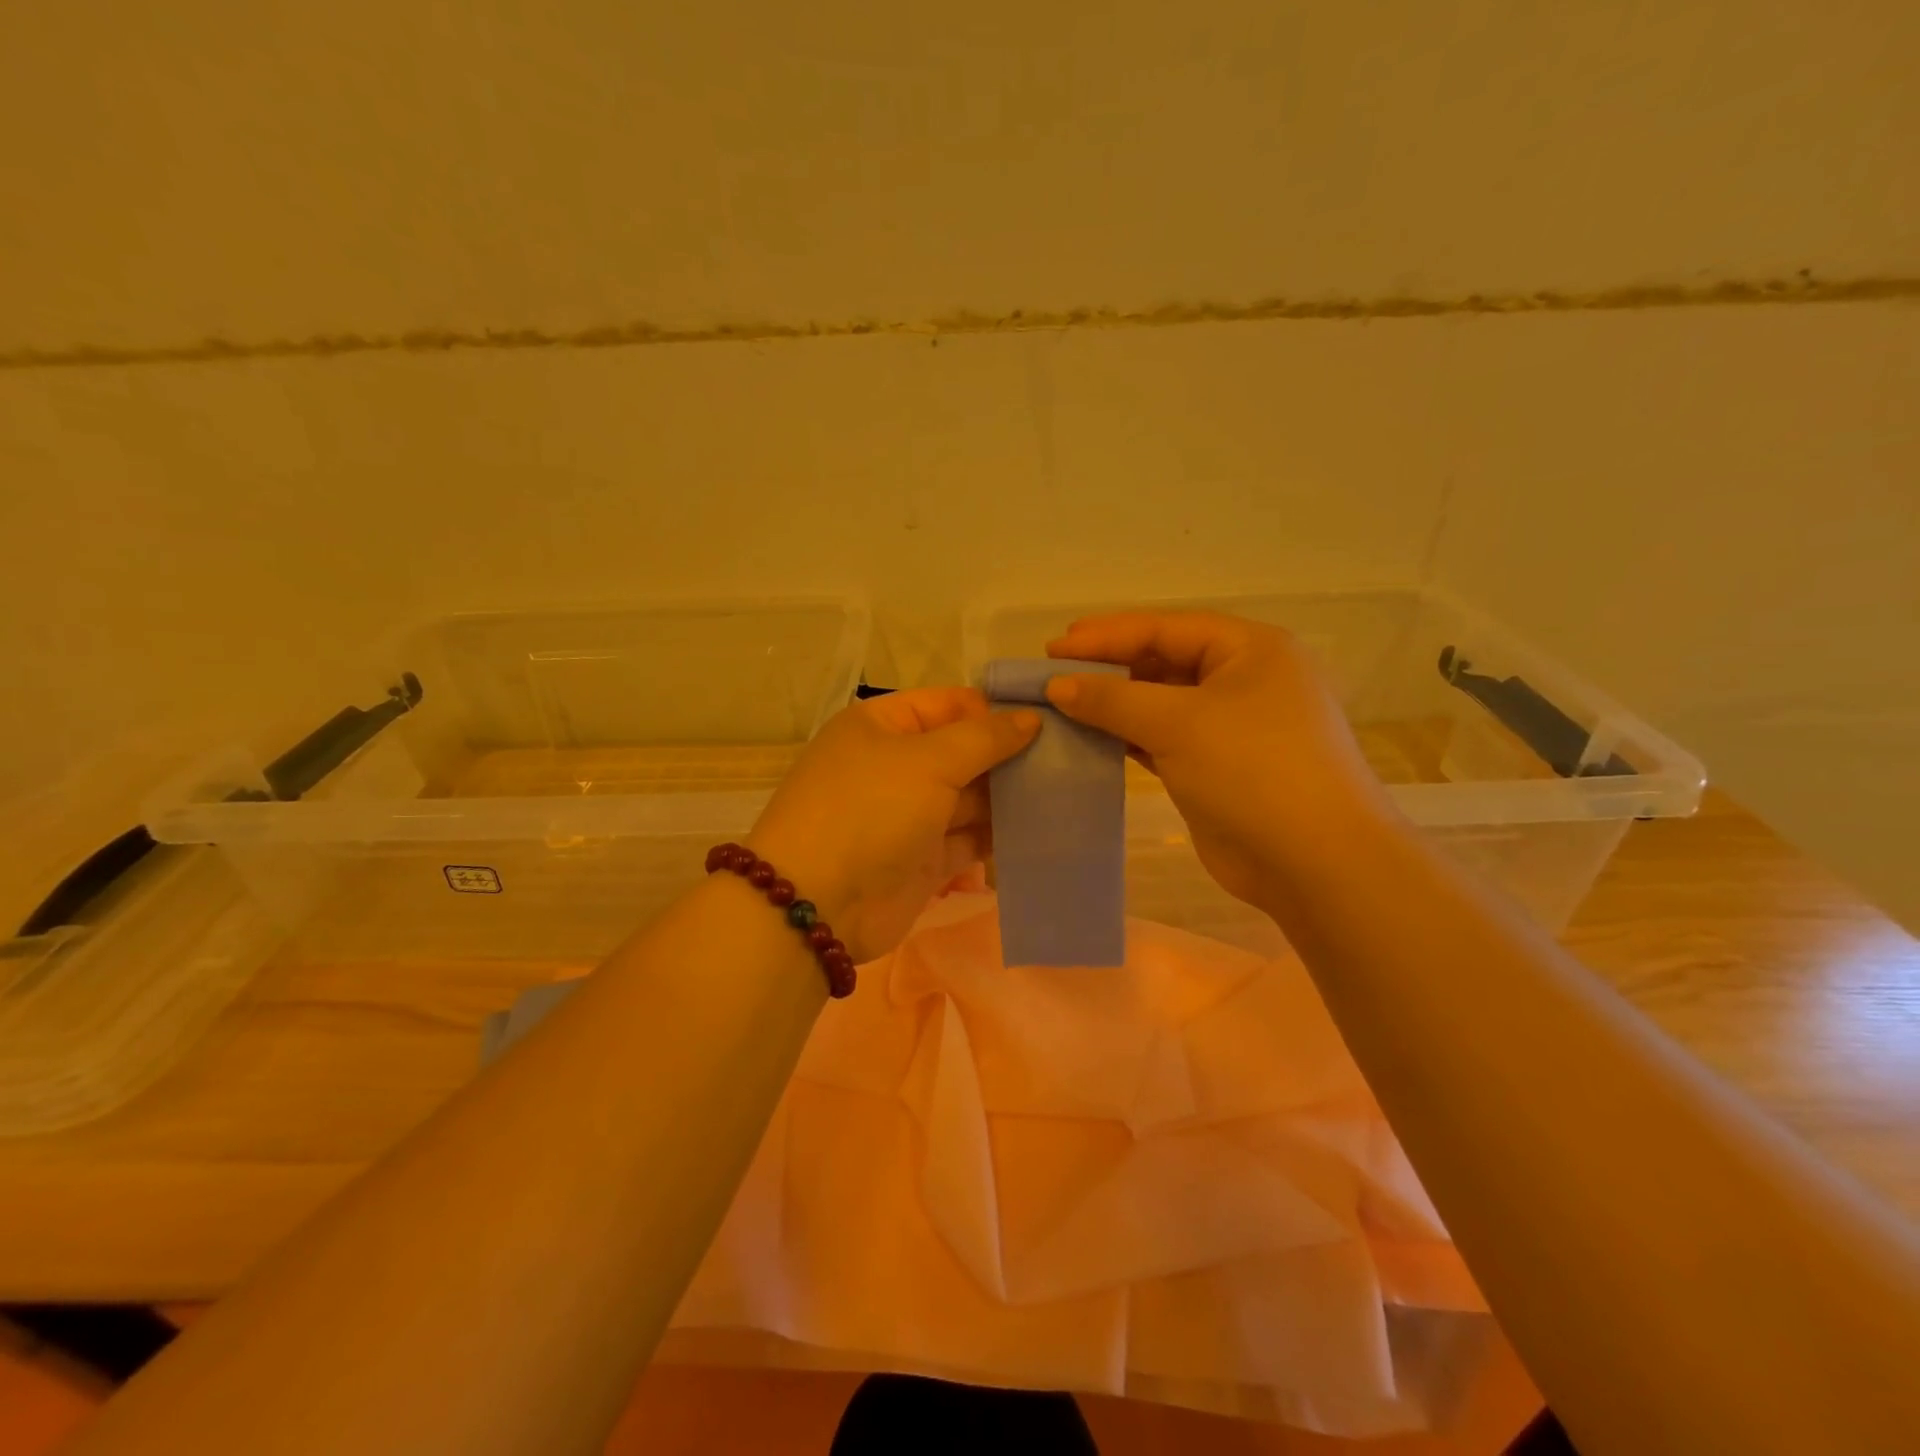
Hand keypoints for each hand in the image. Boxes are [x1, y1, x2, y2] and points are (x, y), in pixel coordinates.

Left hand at [747, 688, 1039, 960]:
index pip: (948, 704)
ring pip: (971, 797)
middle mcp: (895, 766)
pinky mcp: (924, 859)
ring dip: (1010, 796)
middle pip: (963, 751)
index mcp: (882, 726)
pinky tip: (1044, 828)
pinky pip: (970, 838)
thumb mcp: (927, 760)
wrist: (819, 905)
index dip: (994, 710)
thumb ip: (985, 738)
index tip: (1049, 719)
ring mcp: (910, 815)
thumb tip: (1030, 718)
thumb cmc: (870, 810)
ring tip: (1066, 790)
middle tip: (1069, 757)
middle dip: (1009, 755)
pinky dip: (1001, 834)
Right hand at [1045, 612, 1393, 909]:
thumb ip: (1113, 699)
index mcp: (1250, 649)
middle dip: (1108, 668)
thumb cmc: (1253, 770)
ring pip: (1160, 703)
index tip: (1052, 647)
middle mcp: (1243, 680)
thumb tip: (1056, 685)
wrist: (1315, 863)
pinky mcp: (1215, 766)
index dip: (1107, 635)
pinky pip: (1162, 739)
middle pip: (1163, 661)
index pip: (1166, 628)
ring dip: (1113, 704)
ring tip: (1061, 704)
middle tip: (1053, 673)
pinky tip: (1089, 738)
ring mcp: (1231, 726)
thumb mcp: (1179, 723)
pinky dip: (1127, 737)